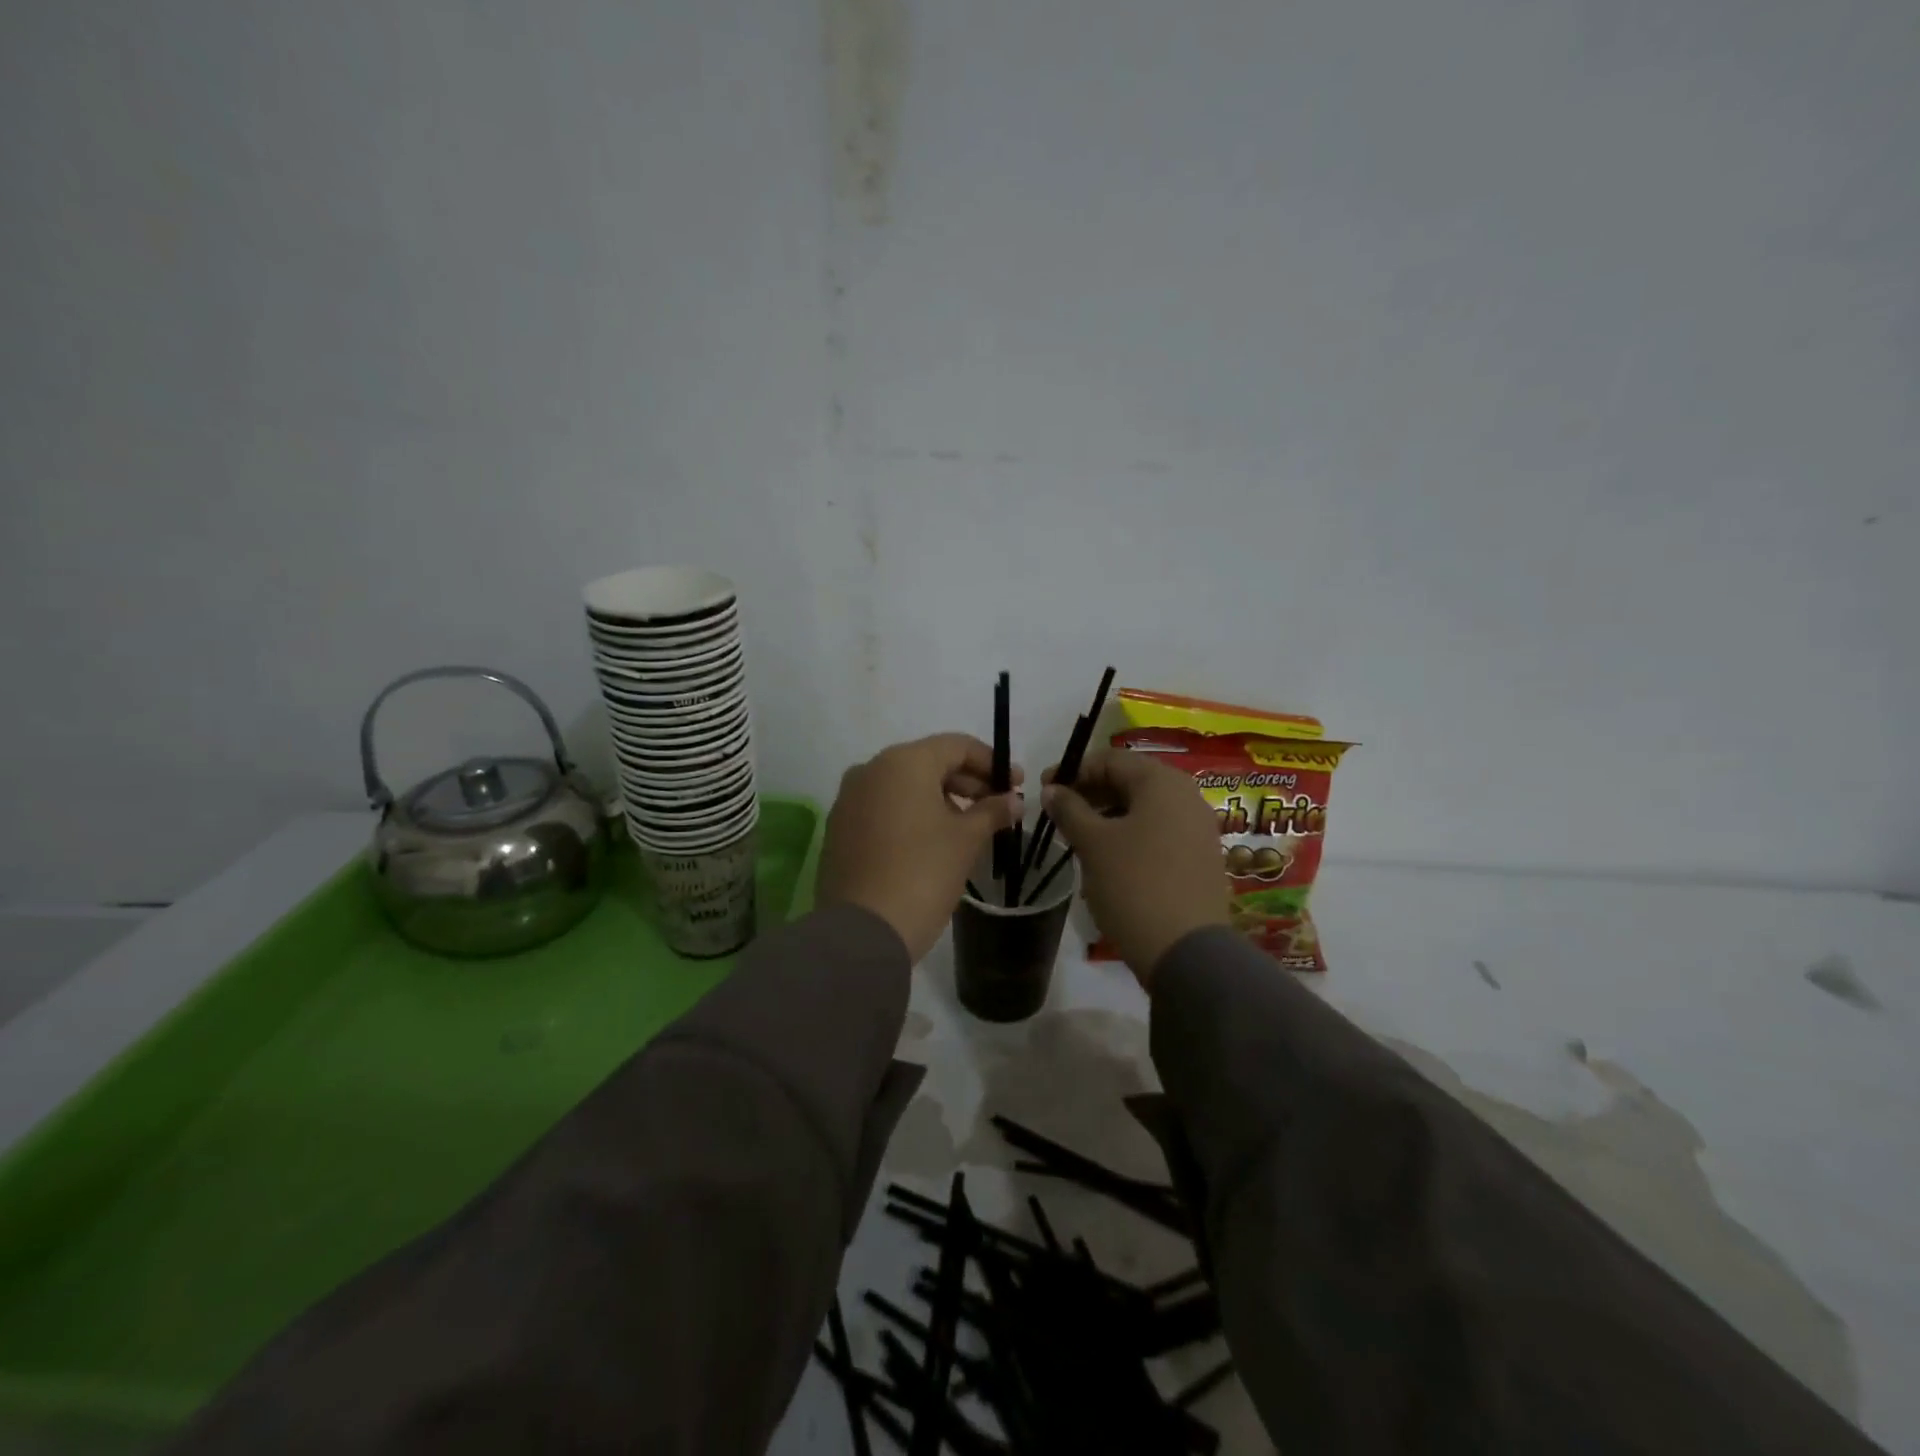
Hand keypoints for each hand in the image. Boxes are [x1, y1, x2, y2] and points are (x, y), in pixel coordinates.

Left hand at [818, 734, 1023, 962]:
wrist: (862, 930)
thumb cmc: (923, 873)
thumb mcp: (967, 840)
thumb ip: (992, 811)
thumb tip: (1013, 800)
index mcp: (903, 762)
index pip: (956, 746)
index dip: (991, 763)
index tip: (1016, 785)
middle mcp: (870, 769)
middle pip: (928, 763)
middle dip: (966, 782)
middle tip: (997, 807)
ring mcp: (849, 799)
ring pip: (904, 786)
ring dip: (939, 799)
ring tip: (968, 827)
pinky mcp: (840, 828)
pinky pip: (883, 808)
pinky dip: (911, 815)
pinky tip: (932, 841)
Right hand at [1042, 748, 1226, 984]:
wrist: (1187, 952)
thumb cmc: (1134, 885)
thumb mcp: (1092, 844)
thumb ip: (1069, 809)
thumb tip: (1051, 789)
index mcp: (1162, 782)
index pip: (1110, 759)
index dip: (1073, 770)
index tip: (1044, 790)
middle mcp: (1187, 795)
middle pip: (1130, 781)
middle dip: (1091, 793)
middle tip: (1059, 815)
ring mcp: (1199, 827)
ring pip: (1144, 808)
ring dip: (1108, 815)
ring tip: (1079, 838)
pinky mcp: (1201, 857)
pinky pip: (1159, 831)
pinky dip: (1130, 835)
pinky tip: (1109, 858)